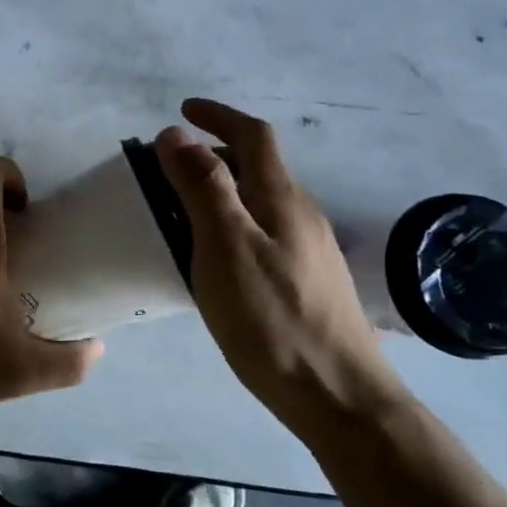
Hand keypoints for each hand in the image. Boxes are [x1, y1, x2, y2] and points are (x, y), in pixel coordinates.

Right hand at [156, 99, 408, 437]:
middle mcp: (301, 214)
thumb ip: (202, 187)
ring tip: (181, 207)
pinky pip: (263, 230)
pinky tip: (214, 255)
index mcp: (281, 198)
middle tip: (168, 167)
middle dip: (214, 152)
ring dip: (222, 187)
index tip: (182, 110)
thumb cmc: (273, 319)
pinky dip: (232, 220)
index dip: (218, 115)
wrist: (338, 396)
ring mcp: (309, 249)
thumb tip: (177, 134)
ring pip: (260, 200)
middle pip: (258, 165)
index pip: (253, 135)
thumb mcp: (225, 247)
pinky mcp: (307, 281)